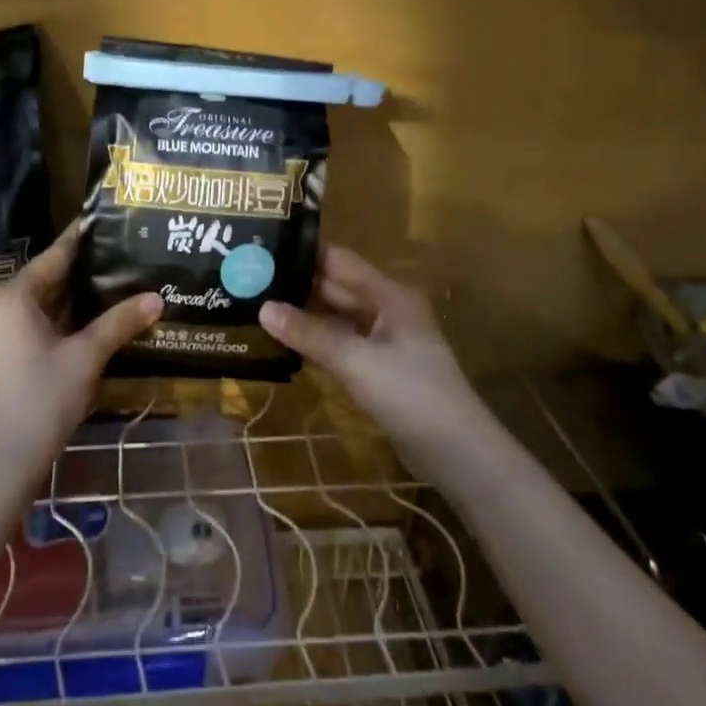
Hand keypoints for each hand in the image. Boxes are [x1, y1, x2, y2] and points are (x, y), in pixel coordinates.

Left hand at [0, 223, 161, 500]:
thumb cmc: (40, 403)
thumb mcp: (85, 359)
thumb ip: (119, 323)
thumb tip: (157, 298)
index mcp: (8, 295)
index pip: (54, 258)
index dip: (81, 241)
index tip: (101, 222)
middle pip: (40, 282)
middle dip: (76, 278)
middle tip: (115, 263)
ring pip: (28, 306)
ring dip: (62, 304)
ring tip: (103, 291)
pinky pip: (16, 326)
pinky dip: (44, 323)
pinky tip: (75, 327)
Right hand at [259, 246, 490, 469]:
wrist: (458, 455)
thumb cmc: (412, 396)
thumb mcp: (357, 362)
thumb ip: (310, 334)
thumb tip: (262, 308)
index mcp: (388, 295)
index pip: (337, 260)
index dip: (301, 254)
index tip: (260, 250)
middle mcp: (385, 308)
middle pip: (334, 287)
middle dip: (295, 284)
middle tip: (247, 280)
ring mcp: (382, 338)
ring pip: (335, 315)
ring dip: (302, 313)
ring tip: (255, 305)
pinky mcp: (378, 366)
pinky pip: (340, 341)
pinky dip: (314, 339)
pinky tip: (283, 340)